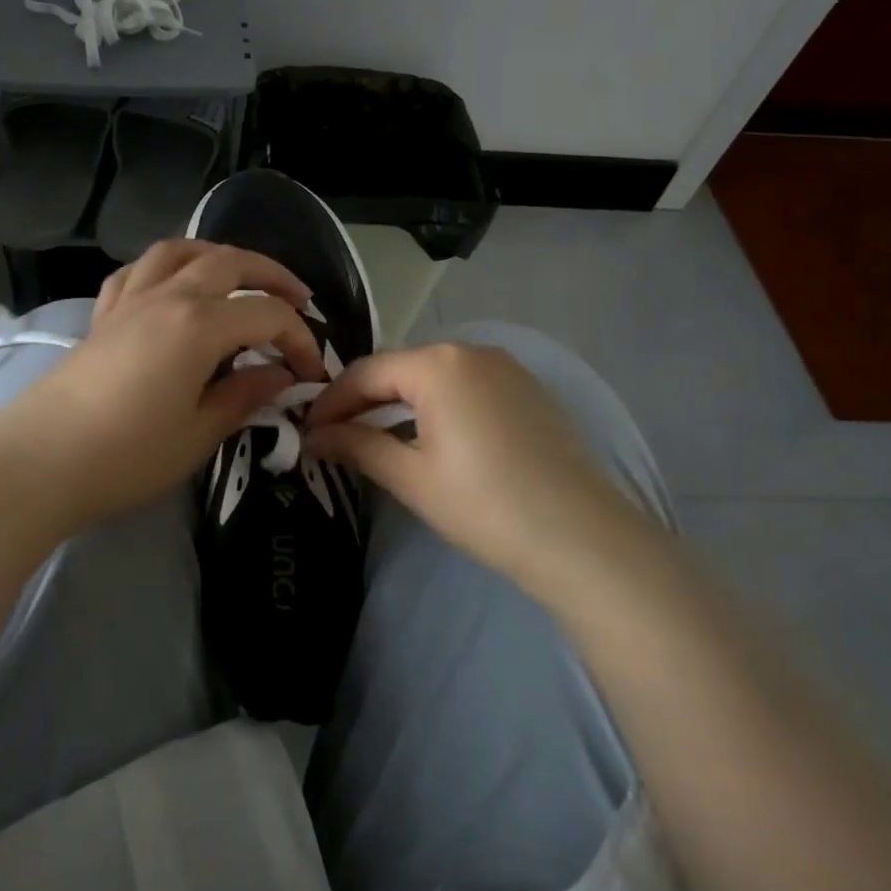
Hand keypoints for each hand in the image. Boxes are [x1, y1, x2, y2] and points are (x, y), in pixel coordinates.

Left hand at [0, 240, 325, 533]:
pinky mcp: (103, 315)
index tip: (311, 373)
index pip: (267, 315)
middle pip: (229, 262)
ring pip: (180, 251)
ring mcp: (129, 301)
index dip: (299, 339)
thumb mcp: (199, 433)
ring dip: (218, 256)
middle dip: (271, 276)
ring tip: (239, 278)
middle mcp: (167, 296)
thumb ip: (244, 396)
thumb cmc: (127, 455)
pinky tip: (173, 287)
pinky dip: (166, 268)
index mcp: (199, 324)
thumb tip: (280, 376)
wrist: (39, 462)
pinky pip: (138, 271)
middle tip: (298, 300)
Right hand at [305, 342, 657, 585]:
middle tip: (336, 439)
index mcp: (438, 364)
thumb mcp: (410, 477)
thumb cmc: (485, 505)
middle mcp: (472, 351)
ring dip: (399, 405)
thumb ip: (356, 446)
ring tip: (375, 441)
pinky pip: (465, 387)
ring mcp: (507, 368)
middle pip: (399, 370)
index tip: (307, 433)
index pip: (365, 372)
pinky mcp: (528, 391)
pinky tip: (428, 440)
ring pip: (433, 378)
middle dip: (363, 402)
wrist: (583, 539)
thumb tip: (314, 436)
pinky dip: (436, 407)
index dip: (330, 402)